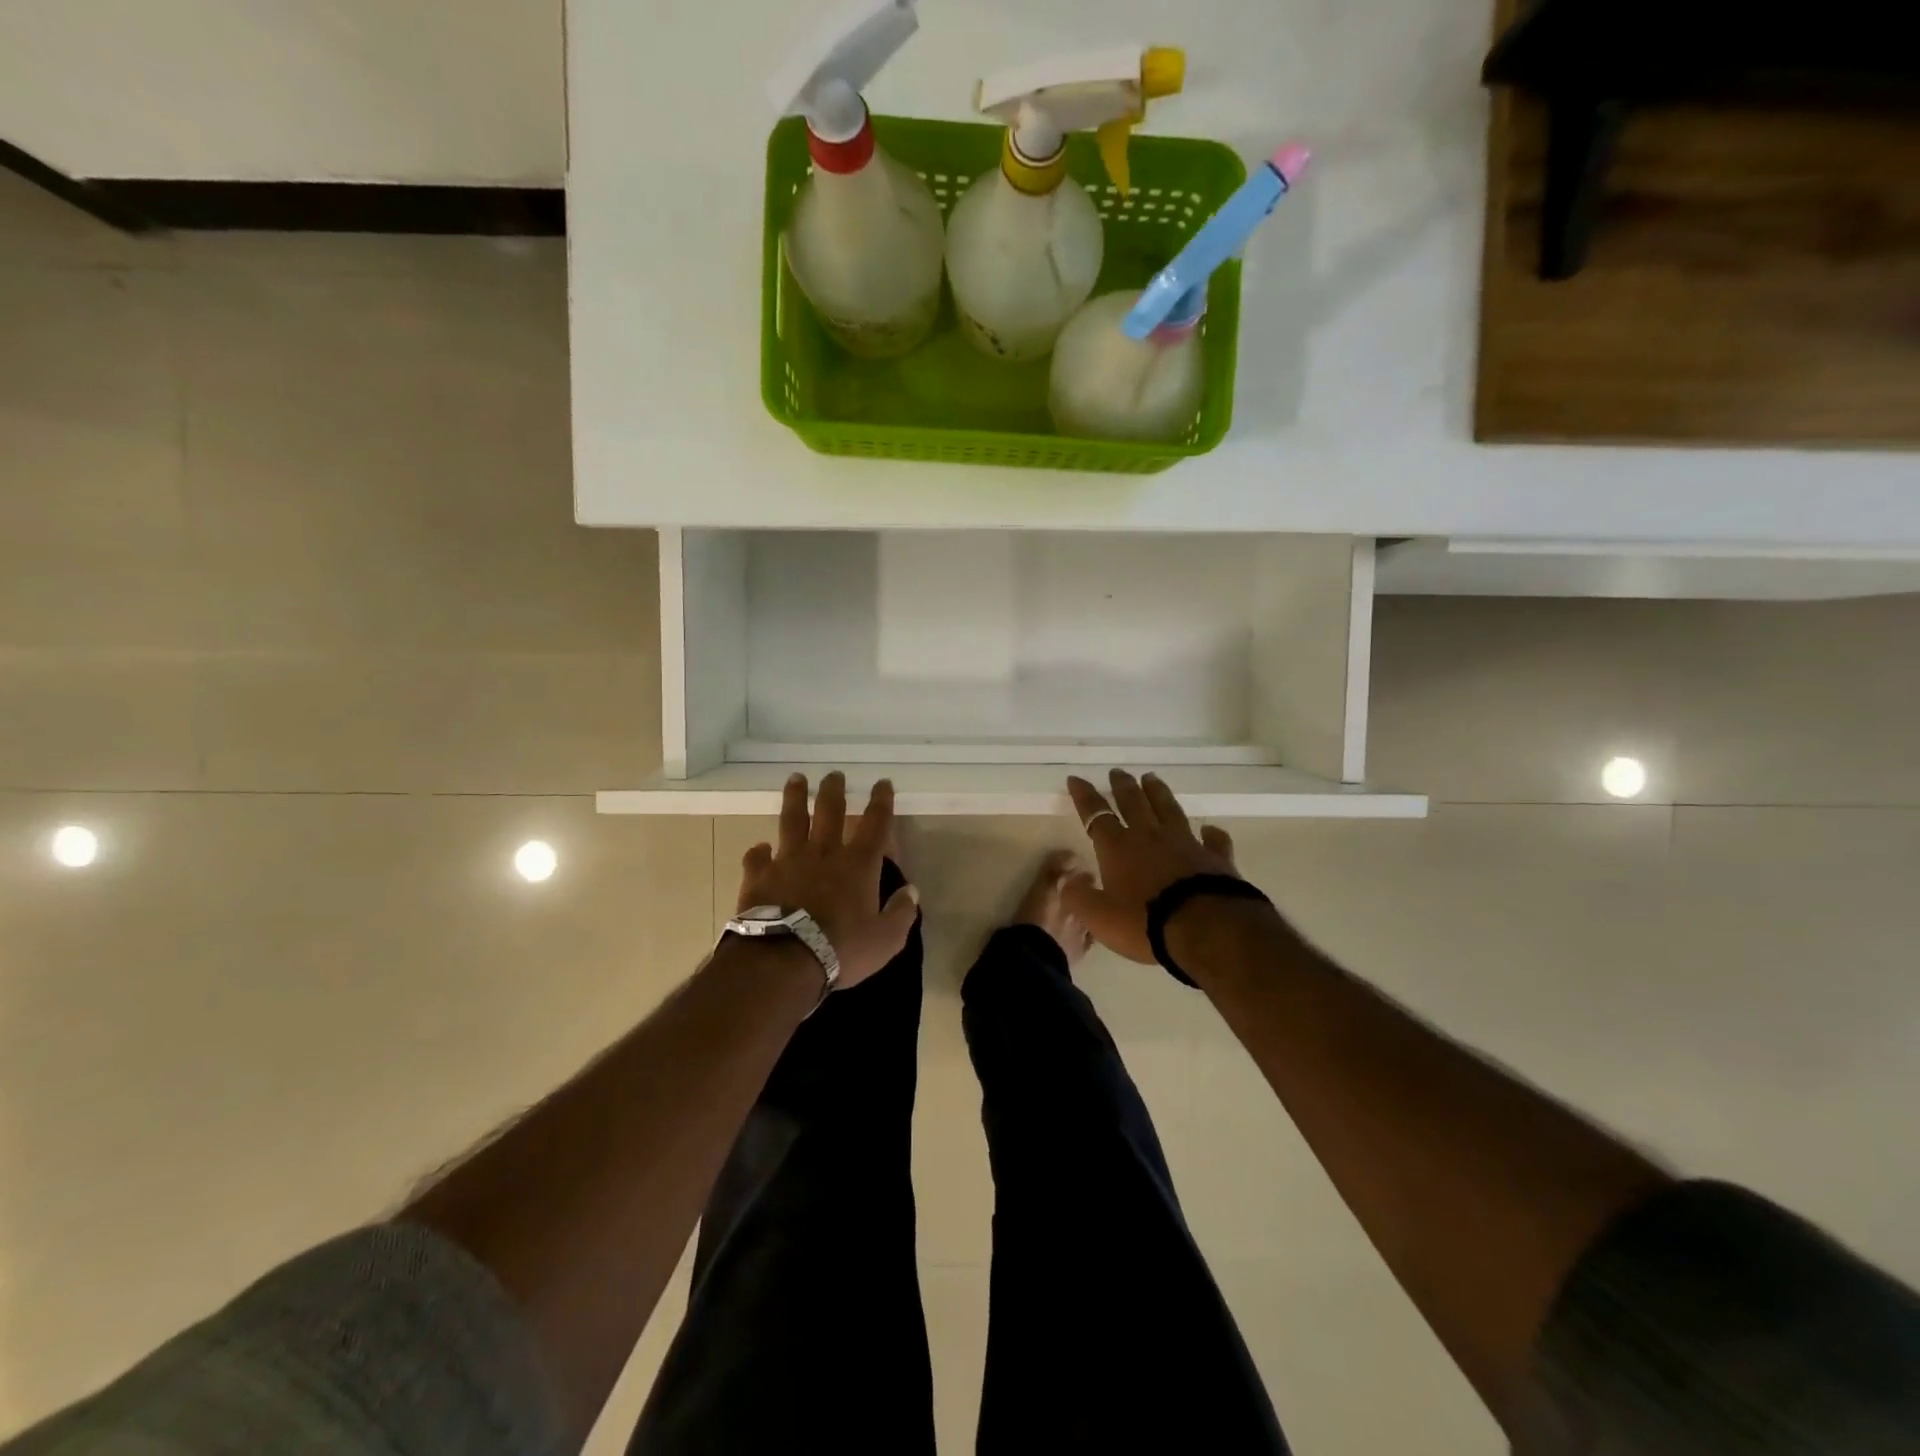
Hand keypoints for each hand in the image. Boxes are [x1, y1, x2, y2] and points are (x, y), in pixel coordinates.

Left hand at [737, 772, 919, 990]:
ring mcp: (789, 861)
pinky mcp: (759, 876)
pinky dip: (758, 852)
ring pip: (792, 820)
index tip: (882, 783)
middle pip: (830, 810)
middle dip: (834, 790)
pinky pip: (757, 857)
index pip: (875, 824)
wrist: (784, 960)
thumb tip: (912, 891)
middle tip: (834, 774)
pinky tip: (759, 848)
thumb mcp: (885, 939)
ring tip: (796, 779)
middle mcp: (824, 853)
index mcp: (858, 864)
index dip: (881, 802)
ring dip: (795, 798)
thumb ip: (901, 913)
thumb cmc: (841, 949)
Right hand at [1063, 770, 1242, 963]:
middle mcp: (1150, 837)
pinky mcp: (1215, 858)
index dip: (1084, 796)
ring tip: (1152, 778)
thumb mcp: (1099, 917)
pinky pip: (1213, 840)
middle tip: (1118, 772)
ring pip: (1169, 810)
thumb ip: (1079, 897)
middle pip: (1134, 803)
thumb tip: (1067, 880)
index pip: (1096, 814)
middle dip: (1123, 786)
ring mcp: (1186, 844)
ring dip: (1158, 793)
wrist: (1205, 928)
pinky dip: (1211, 833)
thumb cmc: (1145, 922)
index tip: (1076, 779)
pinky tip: (1210, 829)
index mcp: (1118, 847)